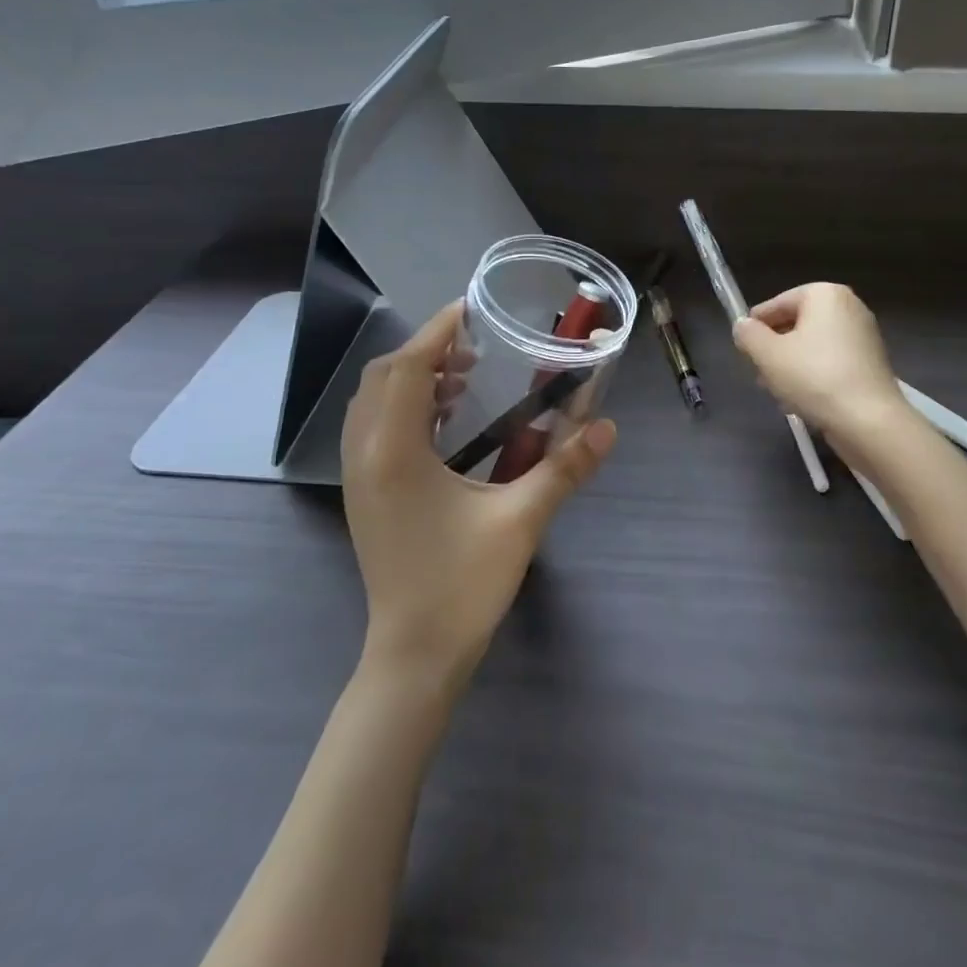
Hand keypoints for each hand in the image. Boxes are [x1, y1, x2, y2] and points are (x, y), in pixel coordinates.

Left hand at [340, 301, 616, 689]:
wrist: (413, 657)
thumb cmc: (462, 585)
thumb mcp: (521, 521)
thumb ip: (565, 468)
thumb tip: (608, 427)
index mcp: (394, 452)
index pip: (407, 368)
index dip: (437, 332)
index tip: (470, 310)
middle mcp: (365, 455)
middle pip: (383, 377)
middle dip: (425, 351)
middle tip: (475, 349)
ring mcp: (358, 478)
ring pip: (373, 403)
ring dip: (413, 379)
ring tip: (463, 380)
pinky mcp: (364, 495)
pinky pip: (374, 429)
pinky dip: (405, 407)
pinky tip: (446, 423)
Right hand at [731, 283, 907, 447]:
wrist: (869, 421)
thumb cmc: (814, 378)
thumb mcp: (768, 355)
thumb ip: (748, 335)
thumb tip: (743, 327)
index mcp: (825, 294)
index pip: (777, 304)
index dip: (755, 327)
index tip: (742, 349)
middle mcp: (849, 306)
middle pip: (796, 324)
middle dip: (774, 348)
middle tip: (758, 373)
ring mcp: (864, 335)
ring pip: (812, 346)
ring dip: (790, 365)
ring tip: (776, 391)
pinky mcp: (871, 363)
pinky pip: (831, 362)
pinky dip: (813, 375)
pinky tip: (801, 400)